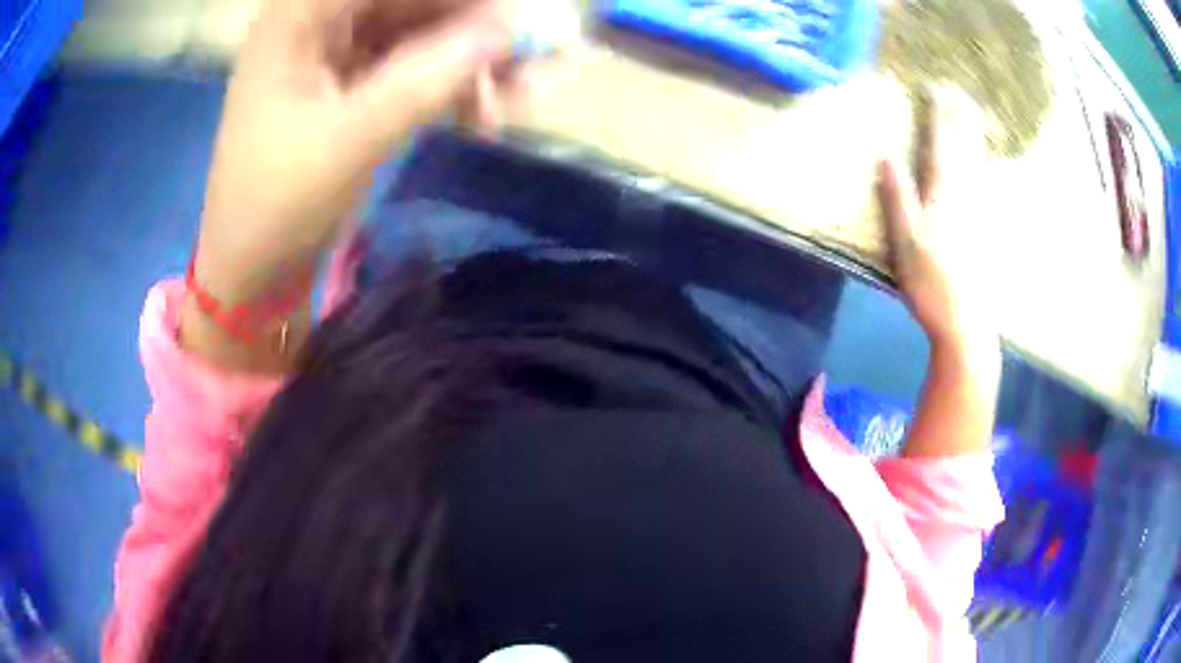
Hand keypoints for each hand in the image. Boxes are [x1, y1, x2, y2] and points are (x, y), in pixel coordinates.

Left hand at [194, 0, 521, 298]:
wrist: (253, 268)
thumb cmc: (276, 206)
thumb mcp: (348, 141)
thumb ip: (426, 80)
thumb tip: (507, 33)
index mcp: (300, 14)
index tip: (513, 24)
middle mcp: (321, 18)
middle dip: (477, 27)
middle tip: (534, 64)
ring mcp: (340, 48)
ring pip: (424, 29)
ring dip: (473, 59)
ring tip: (518, 100)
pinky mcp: (355, 80)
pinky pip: (418, 64)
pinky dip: (453, 84)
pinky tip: (483, 115)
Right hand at [877, 86, 995, 354]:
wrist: (966, 324)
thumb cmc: (931, 285)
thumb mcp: (905, 243)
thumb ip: (897, 197)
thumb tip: (886, 156)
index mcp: (943, 195)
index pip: (941, 145)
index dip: (939, 116)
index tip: (936, 88)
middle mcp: (965, 196)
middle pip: (965, 148)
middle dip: (962, 117)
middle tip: (960, 92)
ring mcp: (979, 212)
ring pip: (979, 163)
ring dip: (976, 135)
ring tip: (975, 114)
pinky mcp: (986, 228)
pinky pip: (986, 184)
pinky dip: (985, 164)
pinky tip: (985, 160)